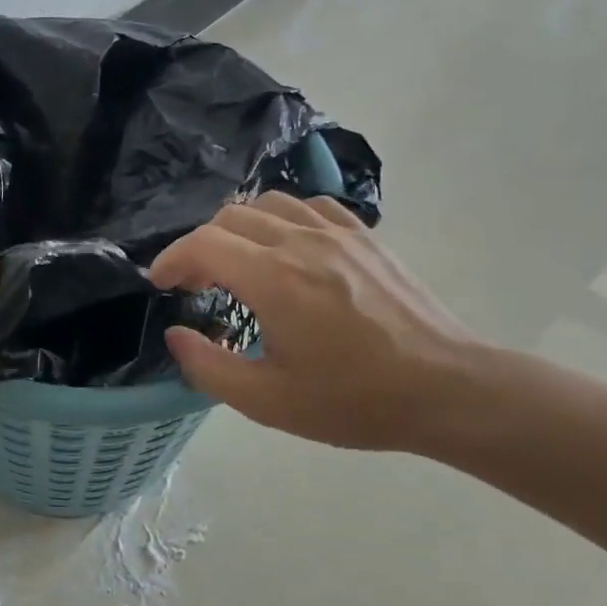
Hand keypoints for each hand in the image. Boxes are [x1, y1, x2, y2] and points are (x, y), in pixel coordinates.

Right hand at [149, 192, 483, 453]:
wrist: (445, 388)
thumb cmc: (353, 400)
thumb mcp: (268, 401)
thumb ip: (209, 367)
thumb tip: (176, 335)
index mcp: (273, 279)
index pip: (203, 244)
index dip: (171, 259)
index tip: (161, 284)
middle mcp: (300, 241)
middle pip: (229, 218)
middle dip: (200, 246)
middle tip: (195, 284)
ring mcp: (337, 232)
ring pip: (269, 204)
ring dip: (238, 229)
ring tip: (236, 263)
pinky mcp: (365, 236)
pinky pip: (310, 207)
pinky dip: (282, 220)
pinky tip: (286, 249)